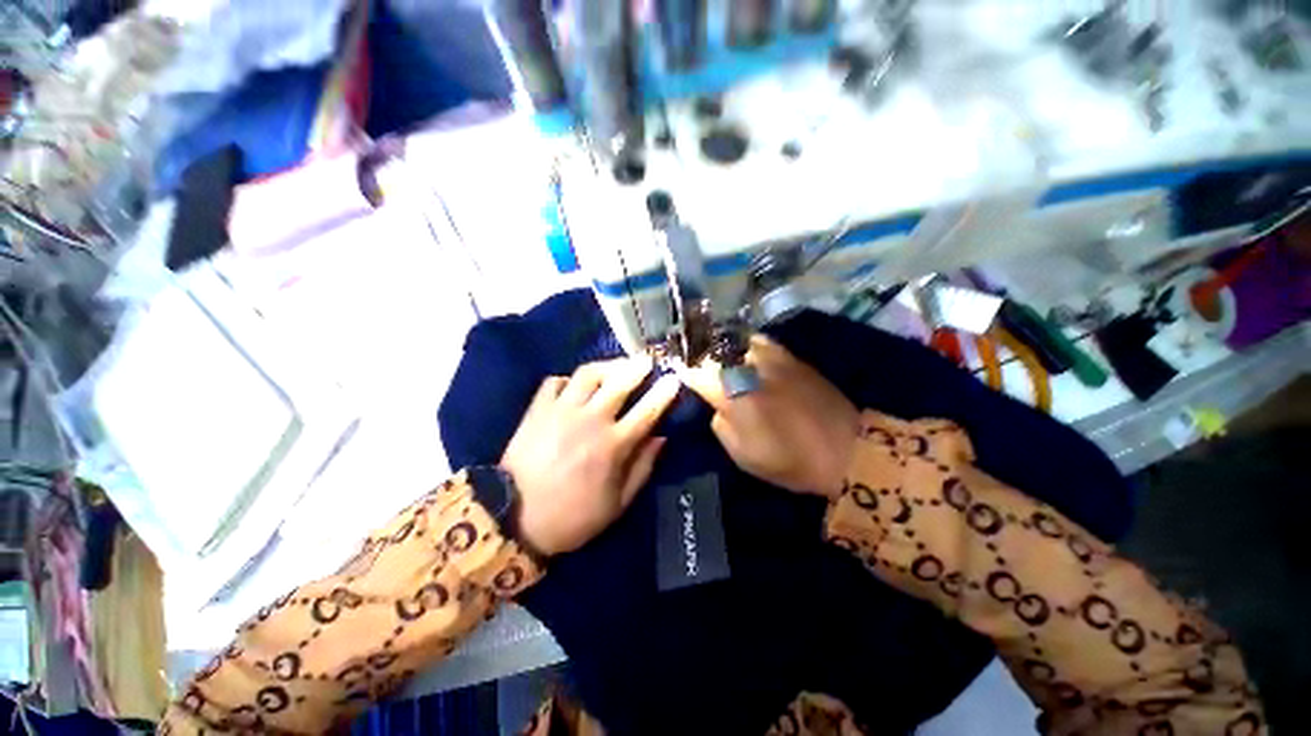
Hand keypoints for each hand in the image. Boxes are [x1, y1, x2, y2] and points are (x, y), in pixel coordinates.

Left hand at [501, 357, 680, 556]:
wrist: (513, 520)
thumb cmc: (572, 516)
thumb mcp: (617, 504)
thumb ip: (642, 468)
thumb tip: (660, 438)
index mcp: (613, 445)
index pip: (647, 411)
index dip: (663, 393)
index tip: (674, 379)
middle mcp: (590, 420)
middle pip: (619, 382)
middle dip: (638, 367)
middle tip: (647, 361)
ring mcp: (561, 411)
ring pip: (588, 374)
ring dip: (607, 365)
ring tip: (616, 366)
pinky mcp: (537, 410)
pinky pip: (555, 382)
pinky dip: (568, 380)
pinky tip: (575, 385)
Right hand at [679, 337, 859, 499]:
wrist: (848, 450)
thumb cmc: (790, 460)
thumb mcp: (743, 455)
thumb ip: (720, 425)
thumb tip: (717, 406)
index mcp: (734, 393)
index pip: (696, 373)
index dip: (686, 376)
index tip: (684, 381)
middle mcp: (749, 366)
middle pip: (713, 352)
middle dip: (703, 362)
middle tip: (701, 374)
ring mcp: (772, 356)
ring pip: (736, 341)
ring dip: (724, 352)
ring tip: (723, 364)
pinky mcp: (791, 355)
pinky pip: (759, 342)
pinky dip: (747, 348)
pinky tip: (748, 360)